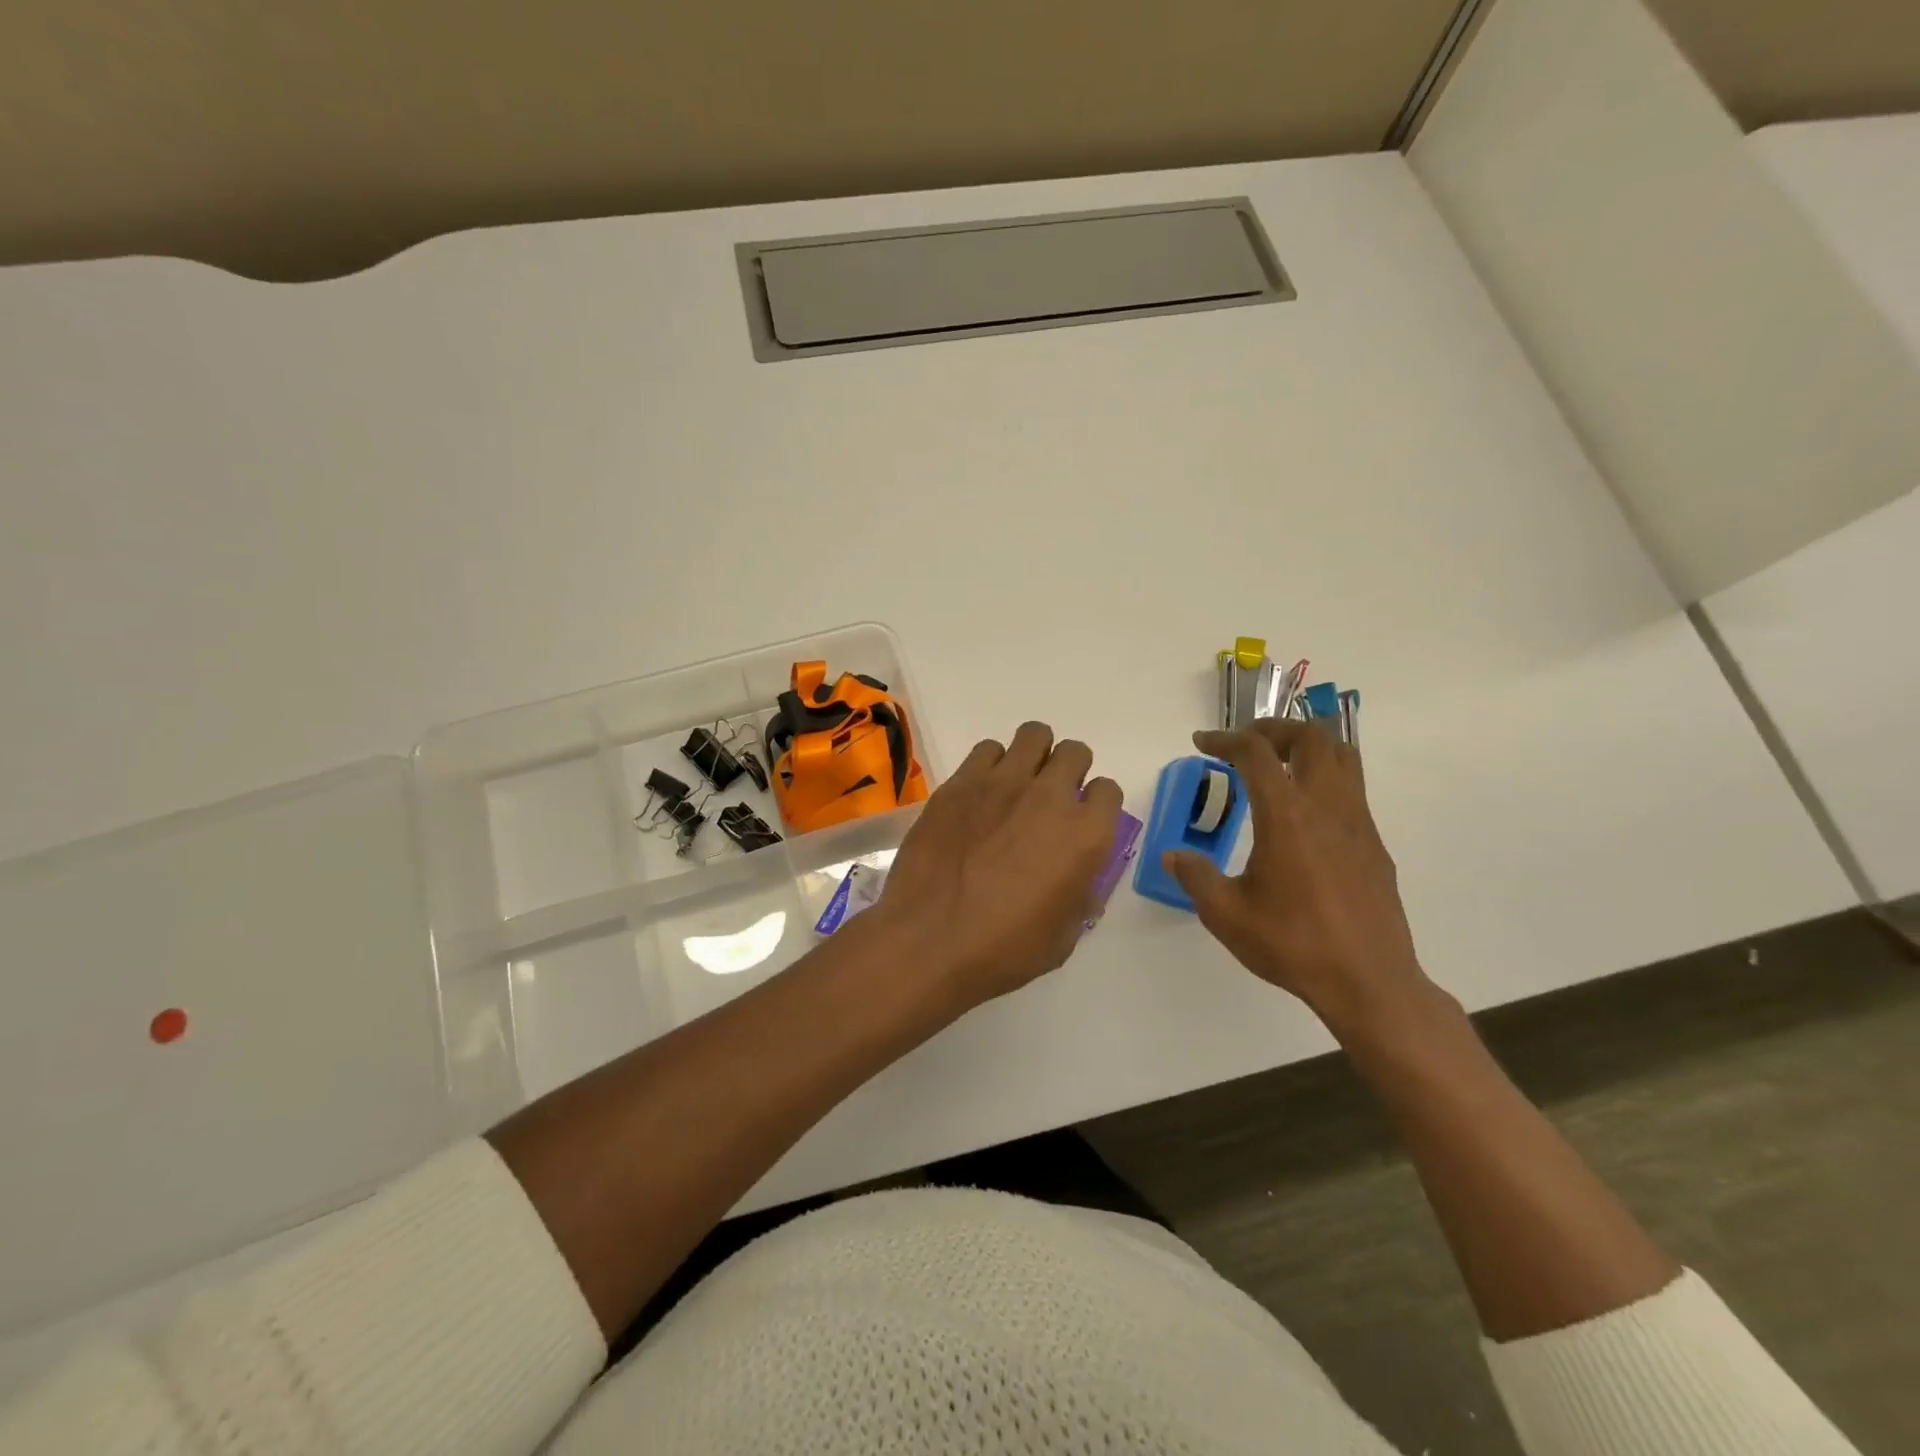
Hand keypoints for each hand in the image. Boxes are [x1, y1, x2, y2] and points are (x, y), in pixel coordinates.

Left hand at [870, 722, 1122, 1012]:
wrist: (929, 941)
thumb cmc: (1004, 949)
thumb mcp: (1064, 935)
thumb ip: (1080, 894)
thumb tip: (1078, 878)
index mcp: (1085, 834)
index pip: (1108, 790)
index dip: (1096, 805)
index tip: (1080, 823)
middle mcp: (1050, 796)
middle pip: (1074, 752)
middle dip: (1068, 772)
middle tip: (1048, 801)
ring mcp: (1002, 783)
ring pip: (1033, 736)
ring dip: (1033, 757)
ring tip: (1016, 787)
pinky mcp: (960, 782)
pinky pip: (987, 749)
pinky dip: (991, 765)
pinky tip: (980, 795)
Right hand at [1164, 721, 1431, 1037]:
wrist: (1369, 982)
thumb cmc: (1293, 944)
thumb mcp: (1226, 914)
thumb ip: (1195, 877)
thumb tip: (1173, 855)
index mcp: (1286, 816)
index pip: (1255, 753)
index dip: (1224, 739)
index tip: (1201, 743)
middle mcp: (1326, 806)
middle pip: (1310, 737)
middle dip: (1273, 728)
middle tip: (1245, 743)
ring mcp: (1358, 823)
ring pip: (1342, 756)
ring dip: (1307, 745)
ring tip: (1278, 762)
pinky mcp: (1375, 844)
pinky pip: (1352, 788)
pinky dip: (1324, 777)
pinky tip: (1303, 813)